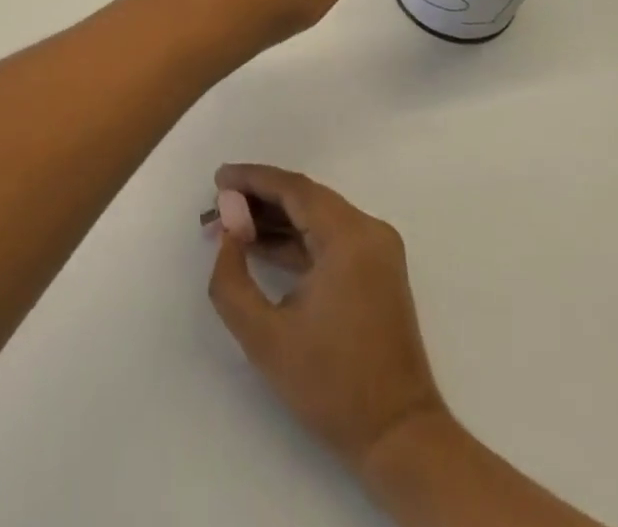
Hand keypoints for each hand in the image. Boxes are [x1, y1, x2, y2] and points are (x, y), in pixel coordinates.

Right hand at [207, 164, 449, 475]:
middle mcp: (368, 231)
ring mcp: (377, 250)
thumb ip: (230, 279)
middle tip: (219, 204)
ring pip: (317, 216)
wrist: (400, 438)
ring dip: (276, 219)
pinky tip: (262, 247)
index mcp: (348, 237)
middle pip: (305, 197)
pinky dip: (297, 239)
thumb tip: (227, 234)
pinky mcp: (377, 270)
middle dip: (259, 198)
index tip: (217, 179)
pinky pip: (330, 237)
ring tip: (233, 226)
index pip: (293, 188)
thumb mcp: (264, 336)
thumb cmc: (331, 385)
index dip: (251, 179)